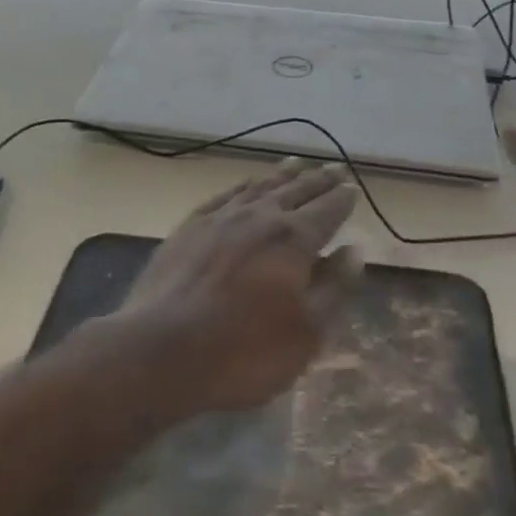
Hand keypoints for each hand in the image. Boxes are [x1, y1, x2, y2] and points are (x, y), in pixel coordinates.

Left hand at [116, 157, 361, 415]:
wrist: (161, 348)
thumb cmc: (244, 351)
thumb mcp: (305, 334)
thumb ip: (334, 288)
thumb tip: (354, 249)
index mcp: (293, 239)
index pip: (327, 211)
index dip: (342, 200)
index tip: (353, 188)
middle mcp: (260, 216)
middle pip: (296, 191)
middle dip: (318, 180)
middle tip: (333, 168)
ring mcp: (221, 217)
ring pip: (260, 187)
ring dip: (282, 175)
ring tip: (296, 163)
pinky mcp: (191, 225)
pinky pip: (226, 195)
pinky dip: (243, 186)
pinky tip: (247, 185)